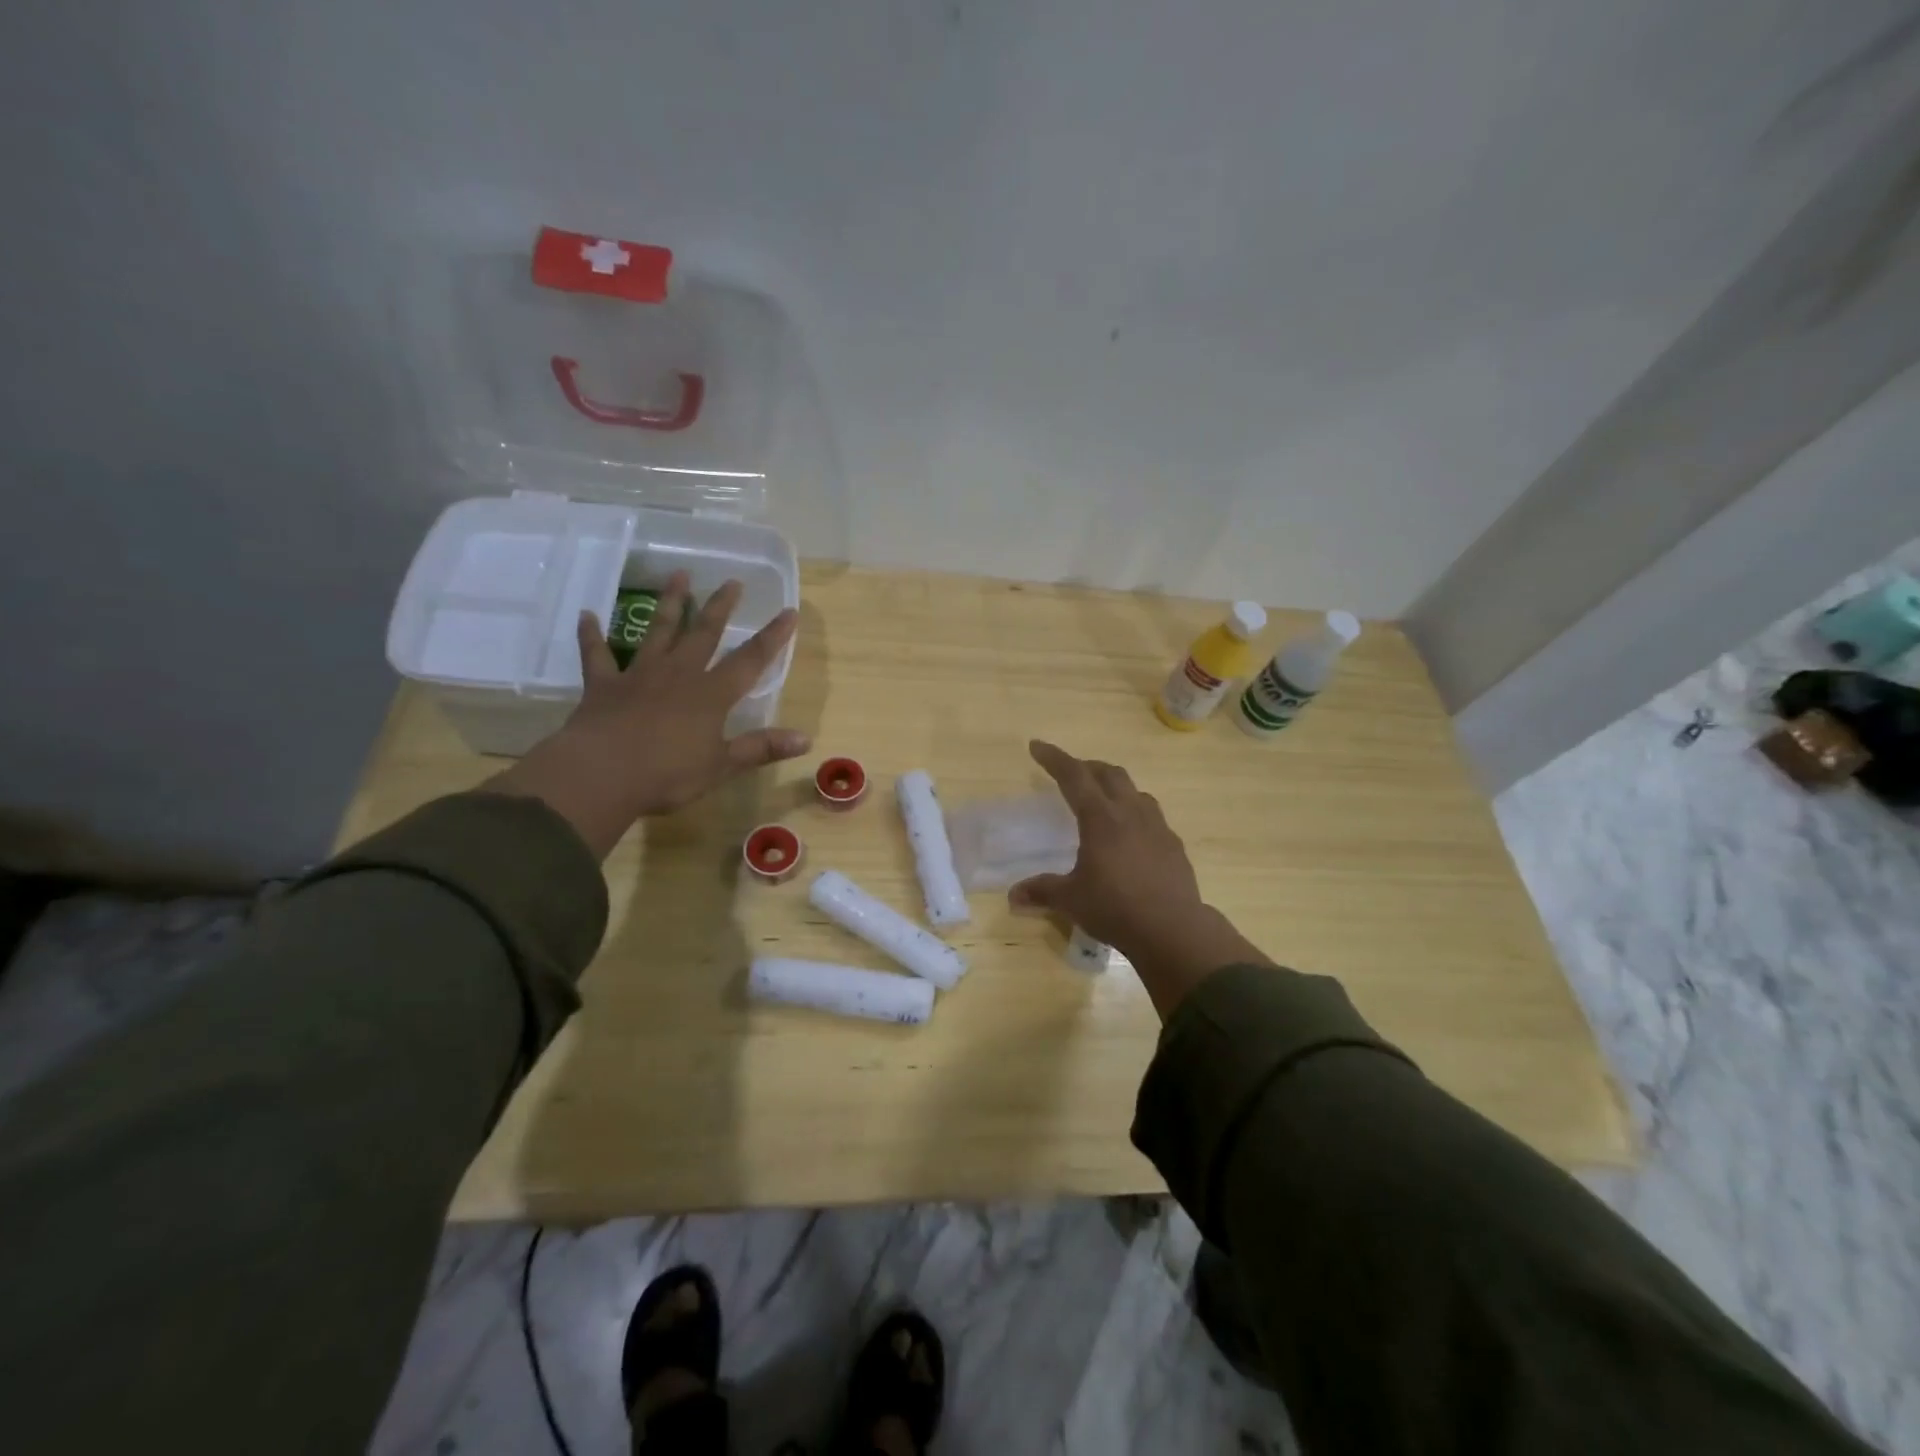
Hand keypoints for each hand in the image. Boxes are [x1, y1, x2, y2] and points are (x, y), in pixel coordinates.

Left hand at [487, 572, 808, 856]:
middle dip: (720, 607)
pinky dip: (592, 635)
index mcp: (711, 695)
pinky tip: (587, 615)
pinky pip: (597, 655)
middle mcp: (678, 675)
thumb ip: (761, 748)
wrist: (601, 775)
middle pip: (704, 633)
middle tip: (732, 581)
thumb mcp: (721, 766)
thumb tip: (806, 740)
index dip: (772, 637)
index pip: (750, 660)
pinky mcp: (603, 685)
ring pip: (658, 632)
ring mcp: (639, 676)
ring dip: (669, 604)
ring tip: (678, 576)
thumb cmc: (667, 774)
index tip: (789, 612)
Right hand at [1011, 740, 1270, 1016]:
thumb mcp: (1071, 900)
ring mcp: (1157, 826)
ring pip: (1135, 791)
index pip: (1074, 776)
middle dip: (1086, 766)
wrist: (1173, 929)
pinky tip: (1131, 834)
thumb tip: (1013, 896)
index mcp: (1100, 818)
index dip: (1054, 759)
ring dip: (1115, 786)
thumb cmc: (1115, 908)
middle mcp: (1130, 813)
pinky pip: (1152, 816)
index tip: (1037, 746)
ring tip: (1102, 798)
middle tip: (1070, 771)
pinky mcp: (1173, 844)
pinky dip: (1135, 813)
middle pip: (1108, 774)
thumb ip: (1042, 891)